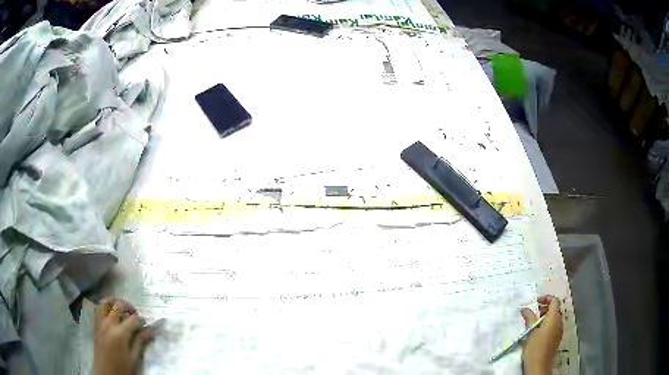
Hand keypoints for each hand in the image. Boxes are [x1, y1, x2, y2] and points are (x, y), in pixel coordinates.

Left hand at [94, 298, 154, 374]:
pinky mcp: (95, 326)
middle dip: (128, 306)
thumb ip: (140, 342)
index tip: (146, 324)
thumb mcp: (134, 358)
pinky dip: (105, 307)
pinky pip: (98, 310)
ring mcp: (100, 323)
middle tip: (135, 314)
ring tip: (121, 307)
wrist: (106, 374)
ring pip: (105, 303)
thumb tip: (151, 331)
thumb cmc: (122, 368)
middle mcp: (109, 324)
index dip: (141, 320)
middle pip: (118, 305)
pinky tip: (111, 313)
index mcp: (120, 333)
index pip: (133, 319)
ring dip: (114, 302)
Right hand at [520, 295, 562, 374]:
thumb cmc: (535, 348)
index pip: (554, 301)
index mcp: (554, 318)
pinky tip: (537, 331)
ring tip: (534, 322)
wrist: (539, 366)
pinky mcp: (557, 338)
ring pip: (555, 317)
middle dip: (545, 307)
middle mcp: (559, 322)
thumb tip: (524, 308)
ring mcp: (559, 330)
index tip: (536, 301)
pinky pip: (554, 325)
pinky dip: (547, 323)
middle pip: (555, 308)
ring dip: (546, 316)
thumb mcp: (530, 332)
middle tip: (533, 312)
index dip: (546, 298)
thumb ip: (529, 318)